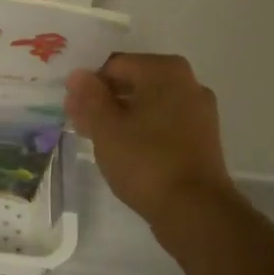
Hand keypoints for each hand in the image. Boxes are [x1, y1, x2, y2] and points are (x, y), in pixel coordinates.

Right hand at [65, 54, 233, 225]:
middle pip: (133, 82)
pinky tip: (122, 149)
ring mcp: (198, 111)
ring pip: (148, 104)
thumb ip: (89, 96)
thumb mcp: (106, 127)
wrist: (195, 209)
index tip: (72, 108)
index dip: (88, 84)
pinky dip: (141, 129)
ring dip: (120, 116)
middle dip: (103, 100)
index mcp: (165, 71)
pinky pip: (163, 123)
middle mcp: (187, 83)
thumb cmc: (145, 161)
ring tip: (96, 138)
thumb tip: (78, 74)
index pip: (115, 65)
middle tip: (79, 123)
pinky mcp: (201, 137)